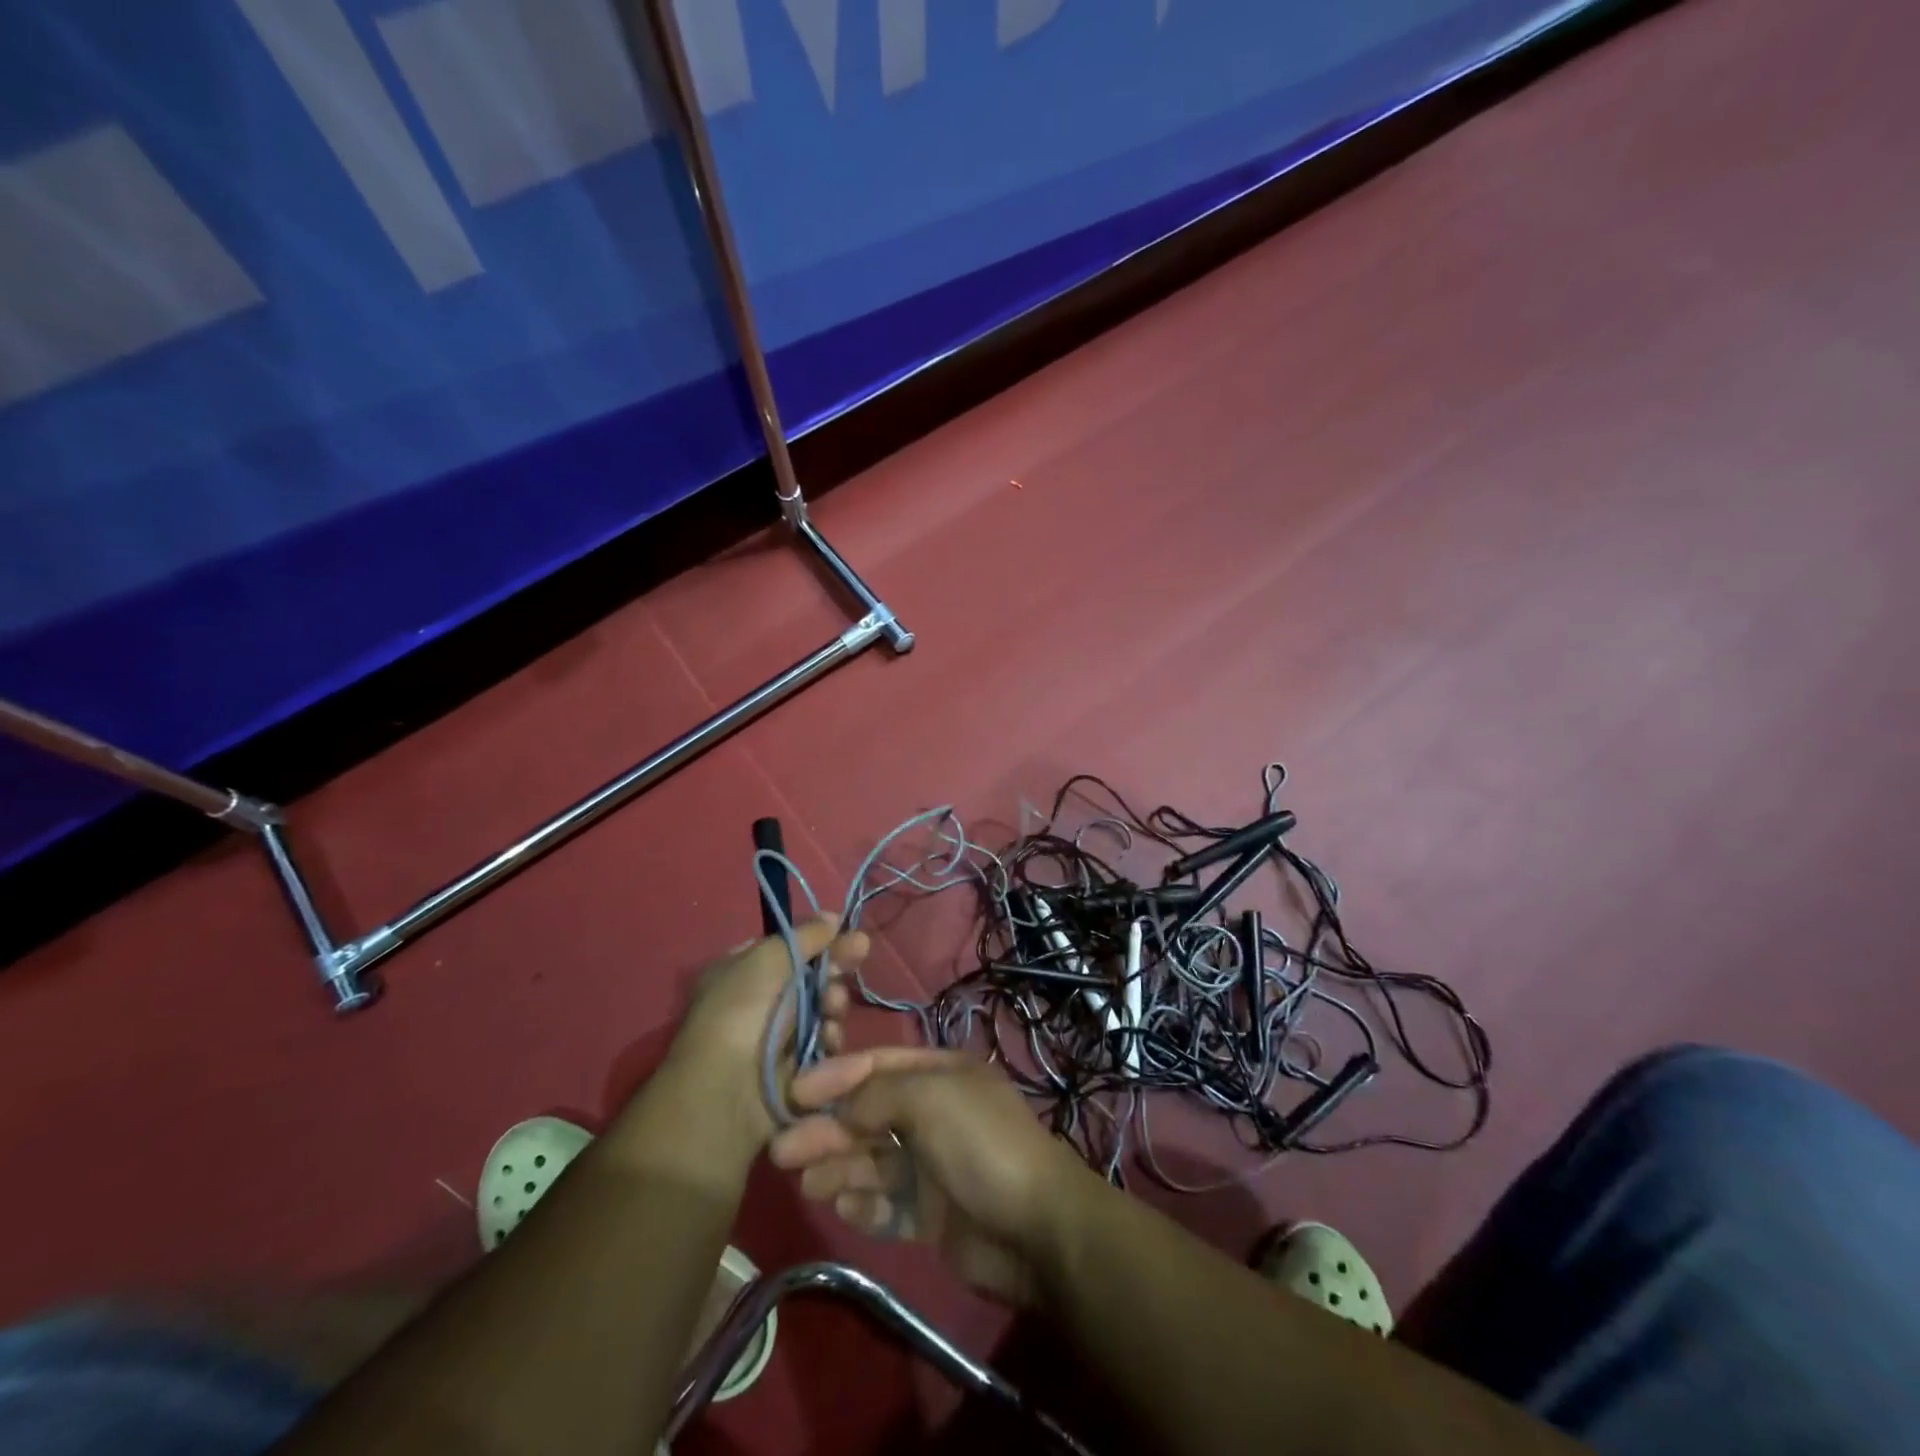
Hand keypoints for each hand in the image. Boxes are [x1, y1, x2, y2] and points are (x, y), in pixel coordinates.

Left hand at [658, 917, 869, 1152]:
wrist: (727, 1093)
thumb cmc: (739, 1013)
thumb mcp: (767, 959)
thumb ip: (805, 935)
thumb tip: (833, 917)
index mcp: (738, 971)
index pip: (785, 947)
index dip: (815, 940)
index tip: (844, 931)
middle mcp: (756, 1002)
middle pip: (809, 977)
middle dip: (832, 970)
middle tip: (855, 958)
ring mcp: (775, 1037)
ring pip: (822, 1009)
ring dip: (834, 1004)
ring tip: (832, 1007)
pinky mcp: (795, 1068)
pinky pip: (824, 1042)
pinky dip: (830, 1037)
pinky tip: (829, 1037)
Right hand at [769, 1049, 1095, 1304]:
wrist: (1036, 1228)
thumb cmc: (981, 1144)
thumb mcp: (929, 1098)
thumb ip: (877, 1094)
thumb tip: (841, 1104)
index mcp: (941, 1074)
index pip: (878, 1065)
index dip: (836, 1077)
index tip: (794, 1093)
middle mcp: (935, 1114)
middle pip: (870, 1116)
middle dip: (828, 1129)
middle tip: (782, 1150)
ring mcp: (934, 1165)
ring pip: (873, 1161)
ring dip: (838, 1167)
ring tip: (806, 1182)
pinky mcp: (932, 1213)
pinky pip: (887, 1203)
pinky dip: (863, 1203)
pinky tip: (842, 1206)